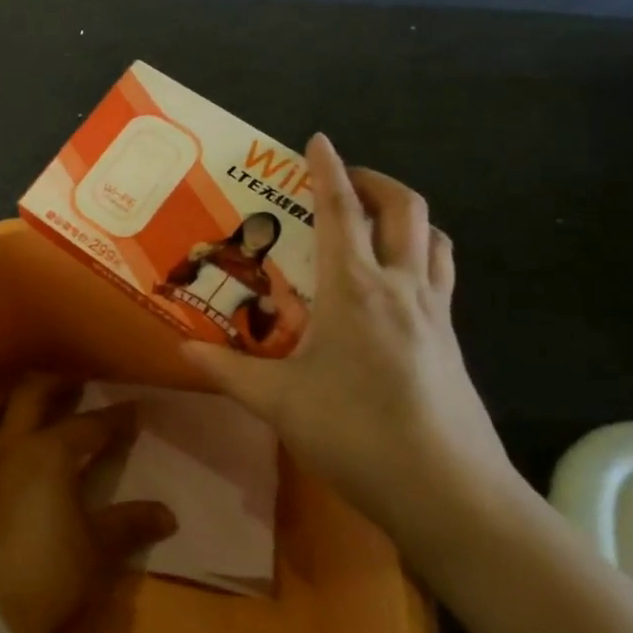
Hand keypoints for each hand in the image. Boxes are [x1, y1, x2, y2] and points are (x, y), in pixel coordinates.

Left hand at [0, 374, 176, 632]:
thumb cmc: (47, 572)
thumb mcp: (96, 549)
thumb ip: (129, 524)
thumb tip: (168, 514)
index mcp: (49, 452)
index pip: (88, 425)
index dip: (114, 417)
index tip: (135, 408)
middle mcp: (13, 444)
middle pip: (31, 394)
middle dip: (57, 384)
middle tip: (77, 383)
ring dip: (12, 394)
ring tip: (29, 396)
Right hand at [181, 134, 523, 571]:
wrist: (450, 493)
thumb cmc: (357, 434)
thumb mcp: (279, 402)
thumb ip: (228, 369)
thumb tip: (182, 348)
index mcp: (355, 290)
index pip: (341, 212)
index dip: (326, 171)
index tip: (317, 139)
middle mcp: (401, 288)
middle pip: (405, 209)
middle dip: (375, 182)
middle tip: (342, 182)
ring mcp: (435, 314)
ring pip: (434, 239)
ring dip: (406, 216)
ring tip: (374, 223)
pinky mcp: (450, 342)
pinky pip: (441, 276)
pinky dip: (421, 255)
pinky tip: (394, 286)